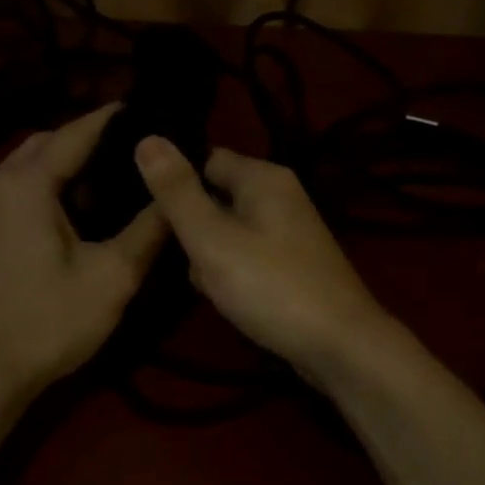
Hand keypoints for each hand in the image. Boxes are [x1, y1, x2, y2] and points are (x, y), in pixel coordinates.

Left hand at [0, 104, 167, 397]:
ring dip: (69, 164)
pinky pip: (19, 187)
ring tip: (116, 177)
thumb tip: (177, 190)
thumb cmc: (50, 321)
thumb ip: (149, 227)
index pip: (76, 132)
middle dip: (91, 140)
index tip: (152, 110)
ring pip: (31, 164)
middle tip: (138, 150)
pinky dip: (50, 185)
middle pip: (49, 142)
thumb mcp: (113, 275)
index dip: (115, 119)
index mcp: (25, 184)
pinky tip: (81, 208)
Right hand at [133, 137, 393, 383]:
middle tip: (174, 256)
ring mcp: (289, 232)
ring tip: (204, 284)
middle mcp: (280, 195)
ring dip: (209, 255)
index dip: (174, 182)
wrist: (340, 347)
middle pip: (215, 196)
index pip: (204, 158)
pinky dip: (232, 273)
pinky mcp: (291, 264)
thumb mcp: (211, 238)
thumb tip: (145, 138)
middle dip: (191, 227)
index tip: (144, 211)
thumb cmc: (271, 286)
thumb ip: (177, 191)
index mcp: (263, 177)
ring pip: (228, 231)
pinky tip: (225, 299)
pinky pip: (246, 256)